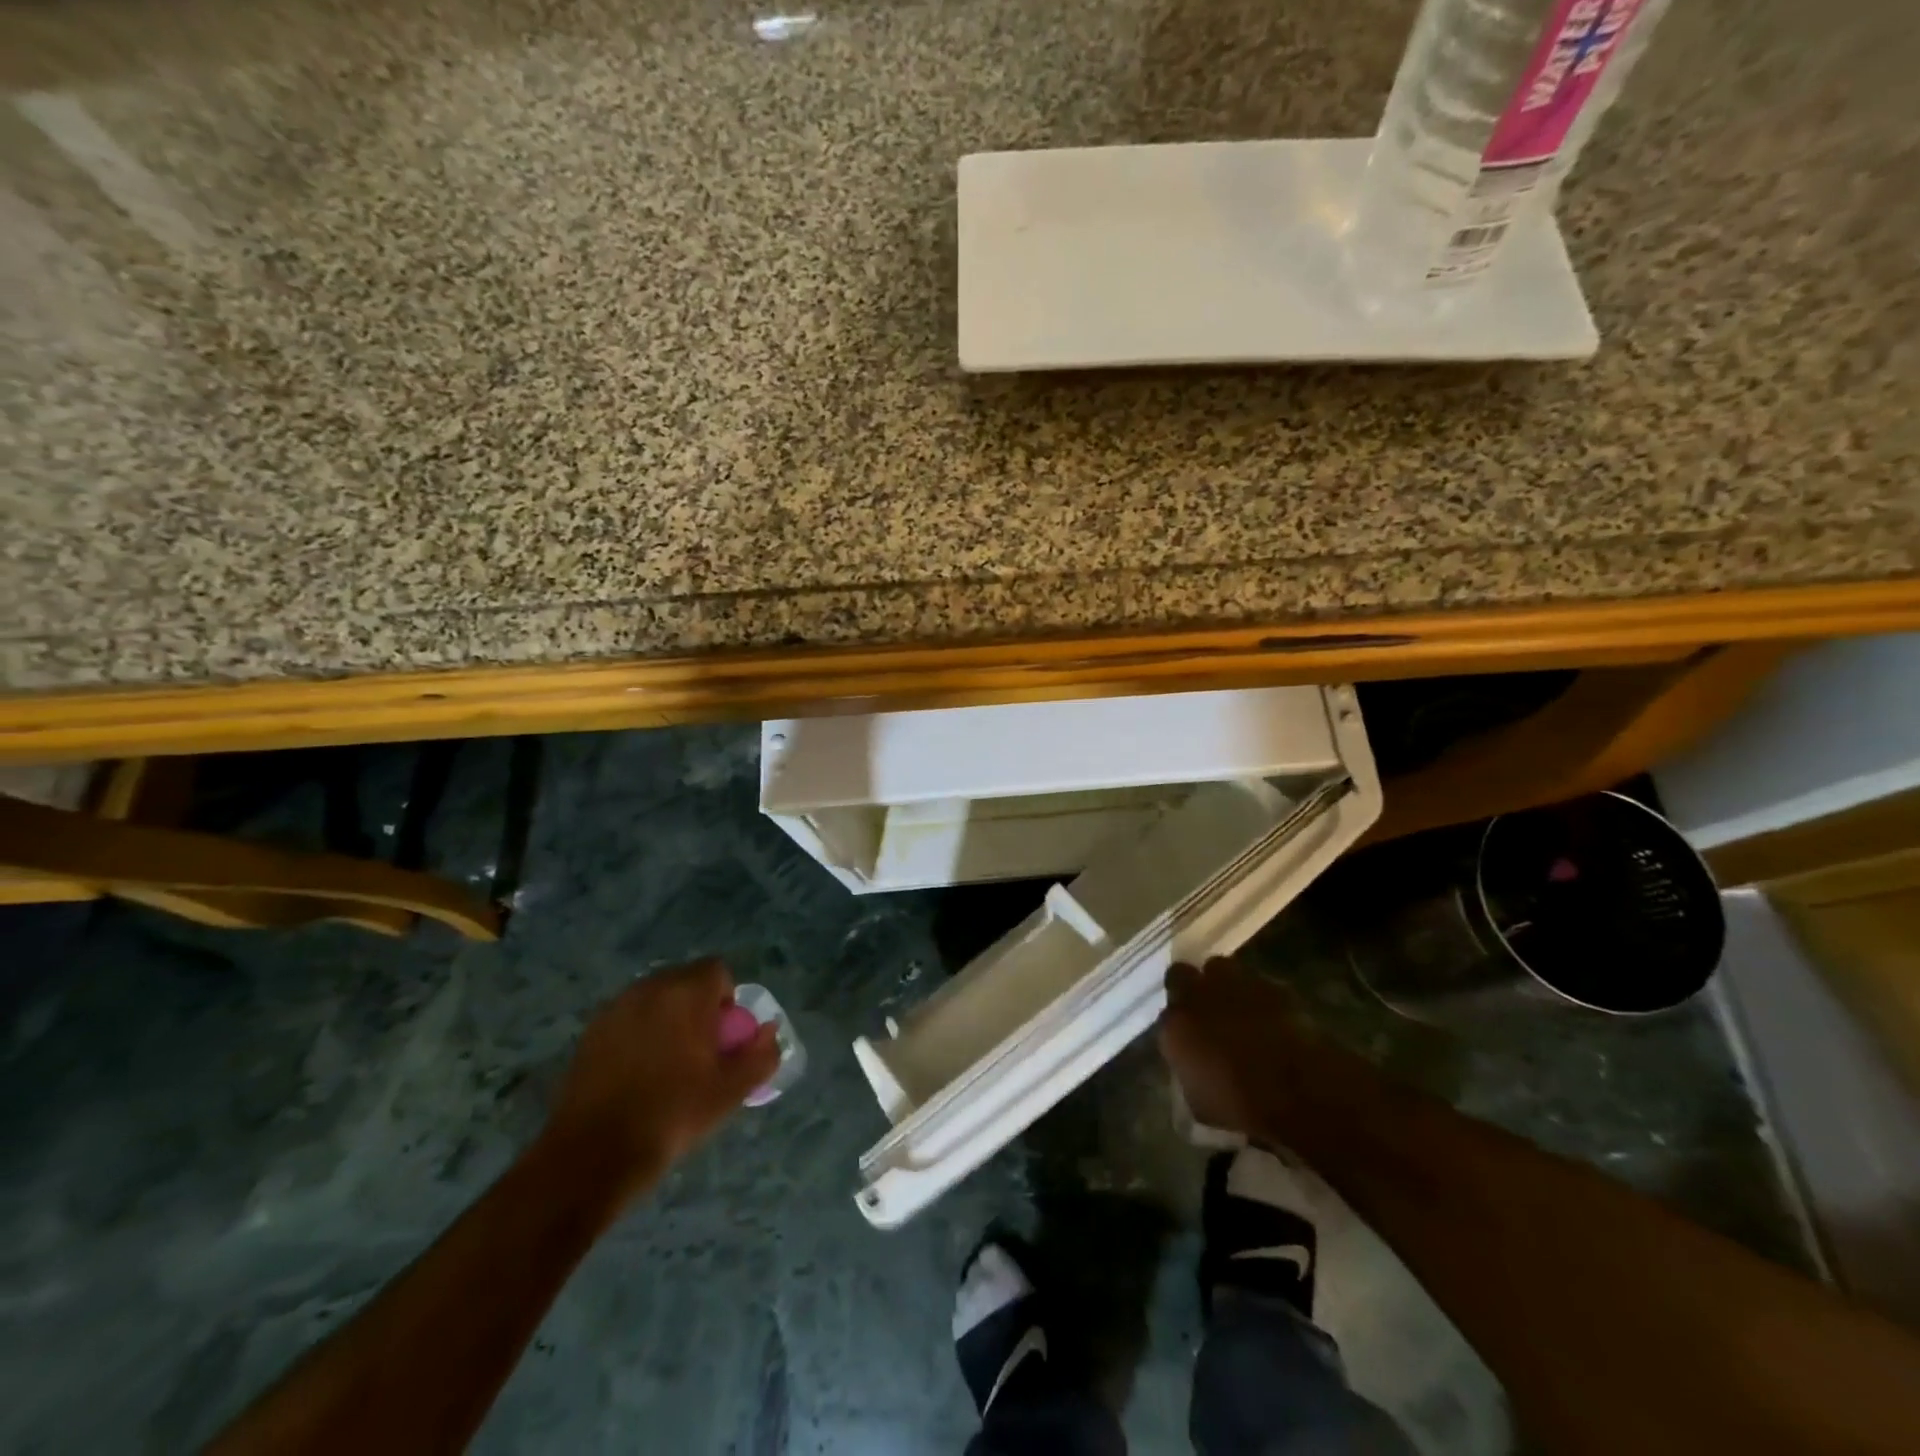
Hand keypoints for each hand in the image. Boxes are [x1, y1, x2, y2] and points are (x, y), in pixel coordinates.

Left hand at [545, 958, 779, 1202]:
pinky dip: (638, 1034)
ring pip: (654, 999)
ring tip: (667, 1064)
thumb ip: (760, 1055)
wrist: (596, 1154)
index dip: (726, 1000)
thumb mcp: (731, 1090)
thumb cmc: (673, 1114)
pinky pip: (627, 1019)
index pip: (717, 970)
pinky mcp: (590, 1032)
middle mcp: (650, 989)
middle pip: (684, 980)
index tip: (723, 1038)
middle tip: (699, 1051)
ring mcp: (615, 1008)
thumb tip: (769, 1033)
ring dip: (667, 1018)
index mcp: (686, 993)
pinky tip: (636, 1074)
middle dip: (697, 1006)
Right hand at [1158, 956, 1302, 1137]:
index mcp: (1174, 1025)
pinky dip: (1259, 994)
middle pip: (1181, 973)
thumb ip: (1189, 1072)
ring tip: (1236, 1003)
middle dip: (1189, 985)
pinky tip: (1269, 1014)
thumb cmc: (1241, 1105)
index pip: (1165, 1014)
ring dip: (1222, 982)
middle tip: (1203, 1006)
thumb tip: (1193, 1066)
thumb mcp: (1200, 1102)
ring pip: (1218, 968)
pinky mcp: (1268, 984)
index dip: (1177, 1022)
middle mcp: (1196, 995)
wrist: (1296, 1089)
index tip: (1187, 1034)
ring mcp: (1232, 984)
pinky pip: (1256, 982)